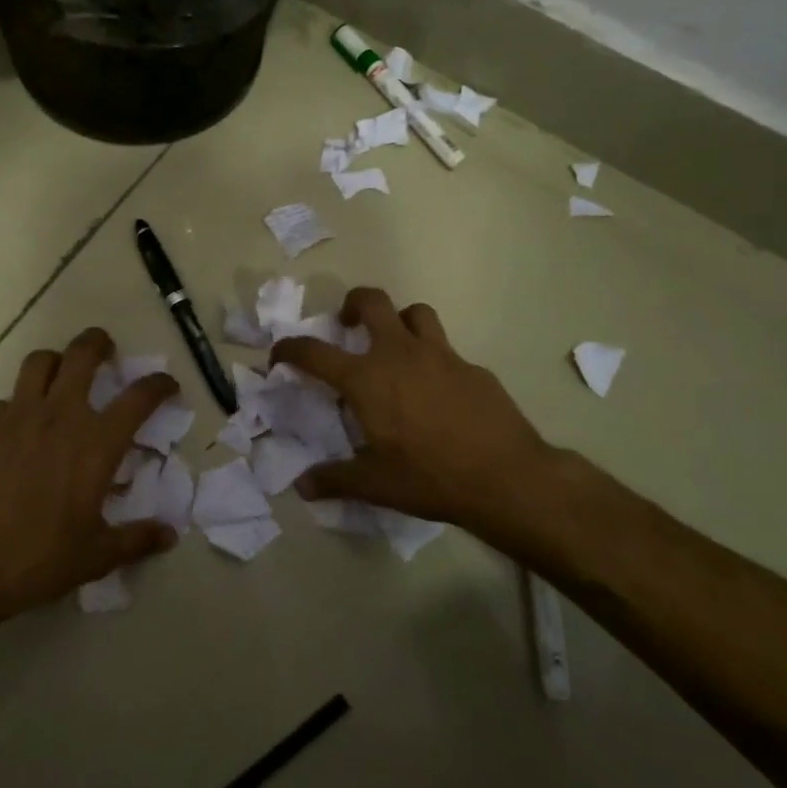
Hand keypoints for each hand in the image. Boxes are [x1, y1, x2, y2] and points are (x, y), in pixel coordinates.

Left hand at [0, 327, 178, 623]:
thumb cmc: (37, 559)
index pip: (138, 397)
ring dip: (56, 361)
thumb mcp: (96, 556)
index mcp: (96, 443)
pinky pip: (6, 401)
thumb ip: (136, 539)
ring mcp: (16, 417)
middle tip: (106, 349)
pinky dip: (18, 405)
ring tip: (61, 374)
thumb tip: (170, 535)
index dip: (159, 384)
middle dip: (98, 342)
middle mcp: (59, 416)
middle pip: (82, 354)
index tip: (167, 384)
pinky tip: (18, 428)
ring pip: (39, 362)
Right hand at [270, 288, 555, 536]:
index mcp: (367, 378)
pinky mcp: (473, 367)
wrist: (506, 477)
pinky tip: (438, 391)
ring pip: (415, 313)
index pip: (314, 352)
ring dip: (399, 321)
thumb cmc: (430, 477)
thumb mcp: (375, 484)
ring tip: (395, 346)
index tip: (281, 354)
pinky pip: (446, 350)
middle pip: (372, 302)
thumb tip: (302, 486)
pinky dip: (433, 359)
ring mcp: (441, 355)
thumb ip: (335, 479)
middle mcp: (399, 354)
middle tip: (347, 325)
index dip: (290, 348)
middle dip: (352, 304)